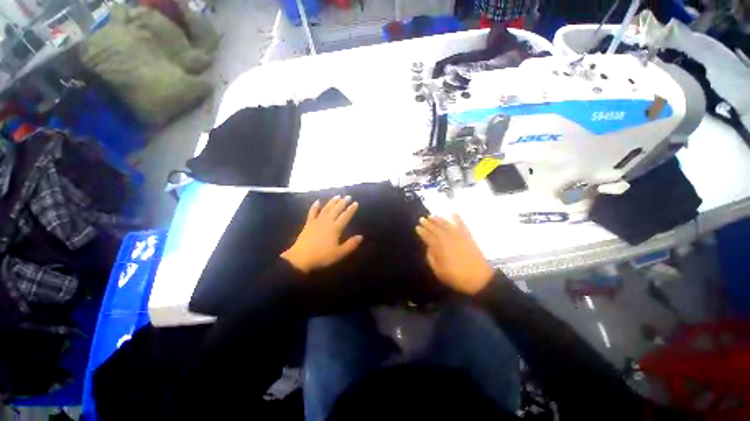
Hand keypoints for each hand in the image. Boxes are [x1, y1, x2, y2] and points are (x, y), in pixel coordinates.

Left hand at [281, 196, 362, 273]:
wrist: (300, 258)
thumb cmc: (322, 256)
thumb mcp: (339, 253)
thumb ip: (351, 244)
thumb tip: (361, 236)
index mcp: (335, 228)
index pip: (345, 216)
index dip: (351, 209)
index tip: (356, 203)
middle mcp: (327, 222)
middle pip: (336, 209)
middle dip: (343, 202)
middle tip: (348, 196)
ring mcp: (317, 221)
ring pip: (326, 208)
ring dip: (332, 202)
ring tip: (338, 196)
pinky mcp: (308, 224)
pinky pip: (312, 212)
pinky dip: (315, 206)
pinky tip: (318, 201)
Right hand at [415, 215, 494, 294]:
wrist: (479, 278)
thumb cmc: (456, 276)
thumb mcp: (438, 271)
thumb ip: (431, 258)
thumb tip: (429, 248)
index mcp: (439, 248)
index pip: (428, 236)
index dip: (422, 231)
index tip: (417, 227)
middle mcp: (447, 239)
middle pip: (435, 228)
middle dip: (427, 223)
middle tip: (422, 219)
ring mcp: (458, 236)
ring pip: (446, 224)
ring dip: (438, 219)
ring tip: (432, 215)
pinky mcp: (467, 236)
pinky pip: (461, 224)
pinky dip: (457, 217)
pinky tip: (452, 213)